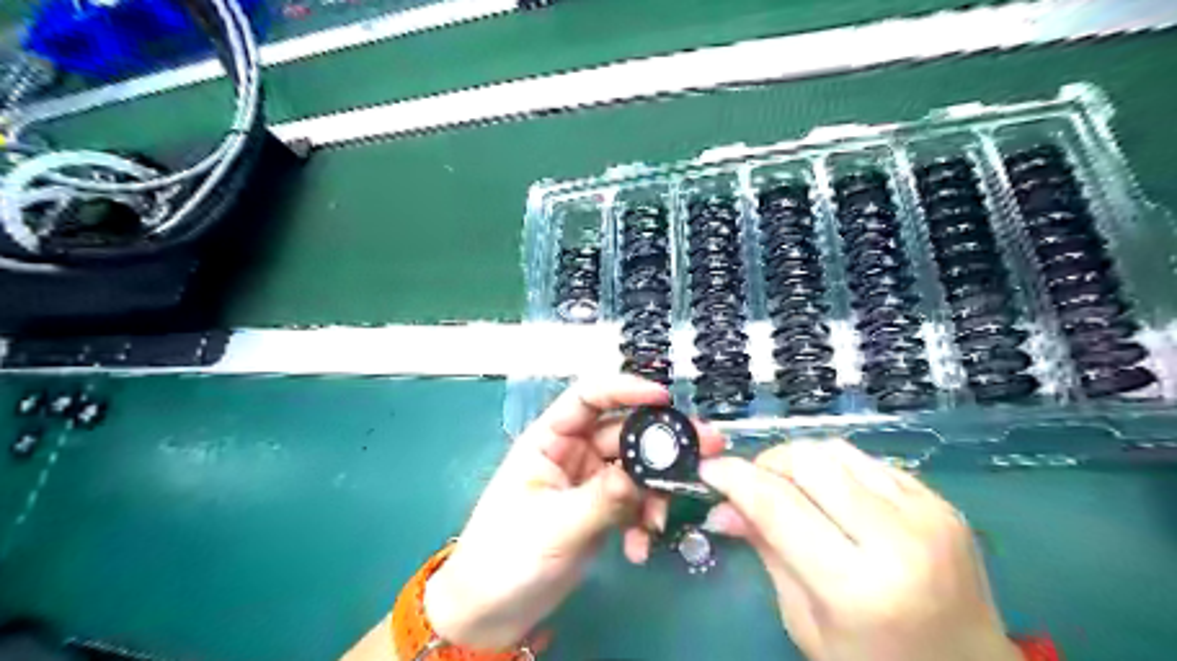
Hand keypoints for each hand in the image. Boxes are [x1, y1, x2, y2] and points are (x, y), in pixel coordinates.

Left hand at [429, 376, 722, 650]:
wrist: (493, 613)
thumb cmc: (506, 558)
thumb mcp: (554, 526)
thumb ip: (601, 499)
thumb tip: (641, 478)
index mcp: (549, 440)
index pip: (588, 398)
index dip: (625, 390)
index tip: (664, 398)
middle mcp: (573, 453)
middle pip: (623, 433)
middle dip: (660, 444)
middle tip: (705, 450)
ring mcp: (589, 482)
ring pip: (635, 469)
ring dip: (655, 491)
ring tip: (661, 520)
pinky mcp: (601, 510)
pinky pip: (634, 502)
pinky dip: (643, 520)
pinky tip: (640, 547)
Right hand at [697, 441, 1021, 660]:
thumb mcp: (805, 621)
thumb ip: (765, 551)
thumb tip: (721, 507)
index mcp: (857, 586)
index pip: (778, 506)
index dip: (735, 478)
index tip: (709, 468)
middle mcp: (897, 539)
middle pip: (808, 462)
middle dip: (767, 463)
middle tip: (751, 484)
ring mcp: (926, 514)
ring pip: (836, 450)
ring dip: (800, 461)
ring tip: (790, 489)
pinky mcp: (940, 501)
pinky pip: (867, 461)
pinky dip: (836, 469)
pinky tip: (832, 496)